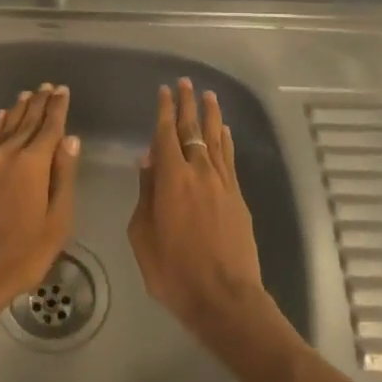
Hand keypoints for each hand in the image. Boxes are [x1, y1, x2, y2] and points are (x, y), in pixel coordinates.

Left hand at [0, 84, 80, 324]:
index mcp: (32, 164)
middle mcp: (7, 155)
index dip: (57, 108)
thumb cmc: (21, 254)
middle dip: (38, 103)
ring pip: (4, 127)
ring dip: (17, 110)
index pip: (49, 127)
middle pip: (25, 121)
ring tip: (25, 95)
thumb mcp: (56, 221)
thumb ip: (63, 177)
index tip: (62, 90)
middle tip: (47, 86)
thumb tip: (70, 140)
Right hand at [126, 78, 265, 342]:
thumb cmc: (173, 271)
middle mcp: (199, 172)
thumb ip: (145, 194)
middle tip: (186, 83)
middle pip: (193, 130)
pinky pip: (230, 160)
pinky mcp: (238, 198)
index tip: (165, 90)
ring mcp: (223, 184)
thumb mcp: (143, 235)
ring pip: (216, 140)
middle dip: (188, 105)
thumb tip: (147, 160)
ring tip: (209, 96)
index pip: (166, 134)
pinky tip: (224, 132)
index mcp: (171, 179)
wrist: (224, 298)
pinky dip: (226, 142)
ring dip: (211, 116)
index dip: (164, 110)